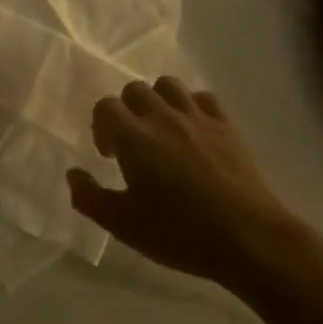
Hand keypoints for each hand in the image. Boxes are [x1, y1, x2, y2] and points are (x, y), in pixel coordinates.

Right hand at [67, 78, 305, 284]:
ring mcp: (198, 118)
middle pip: (134, 90)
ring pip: (169, 85)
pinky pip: (204, 97)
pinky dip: (192, 106)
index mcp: (134, 137)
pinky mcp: (227, 126)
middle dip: (126, 110)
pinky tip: (193, 131)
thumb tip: (73, 174)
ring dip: (158, 100)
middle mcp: (163, 117)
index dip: (101, 126)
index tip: (109, 155)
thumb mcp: (123, 225)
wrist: (248, 238)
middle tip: (132, 144)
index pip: (105, 106)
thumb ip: (89, 197)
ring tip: (161, 129)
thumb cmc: (179, 233)